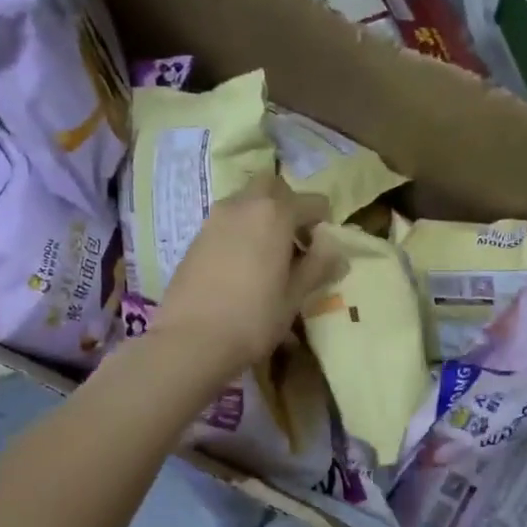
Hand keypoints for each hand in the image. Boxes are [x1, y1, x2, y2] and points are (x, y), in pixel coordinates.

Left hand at [153, 174, 344, 376]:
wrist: (190, 340)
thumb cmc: (253, 318)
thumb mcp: (295, 296)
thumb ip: (318, 266)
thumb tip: (335, 249)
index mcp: (275, 213)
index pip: (312, 202)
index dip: (323, 222)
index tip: (323, 249)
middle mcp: (243, 205)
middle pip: (272, 186)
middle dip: (288, 204)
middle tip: (295, 239)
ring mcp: (214, 218)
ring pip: (246, 200)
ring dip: (262, 216)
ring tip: (270, 255)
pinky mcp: (196, 237)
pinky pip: (227, 220)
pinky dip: (241, 230)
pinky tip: (243, 266)